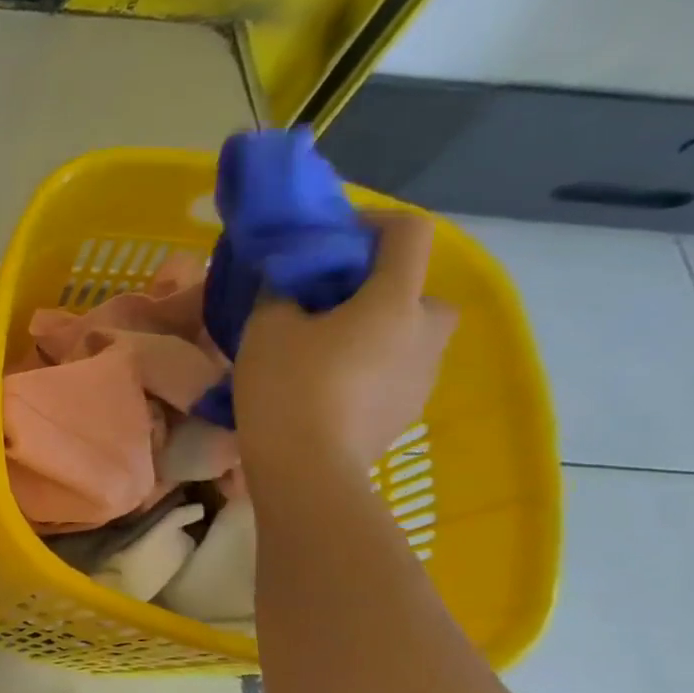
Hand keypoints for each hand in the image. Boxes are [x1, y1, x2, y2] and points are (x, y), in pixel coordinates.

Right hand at [234, 211, 456, 483]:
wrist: (308, 470)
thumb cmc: (288, 389)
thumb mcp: (266, 329)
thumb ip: (280, 291)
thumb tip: (288, 277)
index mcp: (397, 300)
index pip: (408, 232)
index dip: (371, 222)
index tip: (329, 238)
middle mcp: (427, 330)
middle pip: (415, 289)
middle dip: (376, 289)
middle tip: (325, 308)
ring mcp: (425, 374)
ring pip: (406, 334)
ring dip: (373, 331)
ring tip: (321, 353)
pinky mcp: (409, 409)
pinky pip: (395, 371)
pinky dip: (369, 368)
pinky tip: (327, 390)